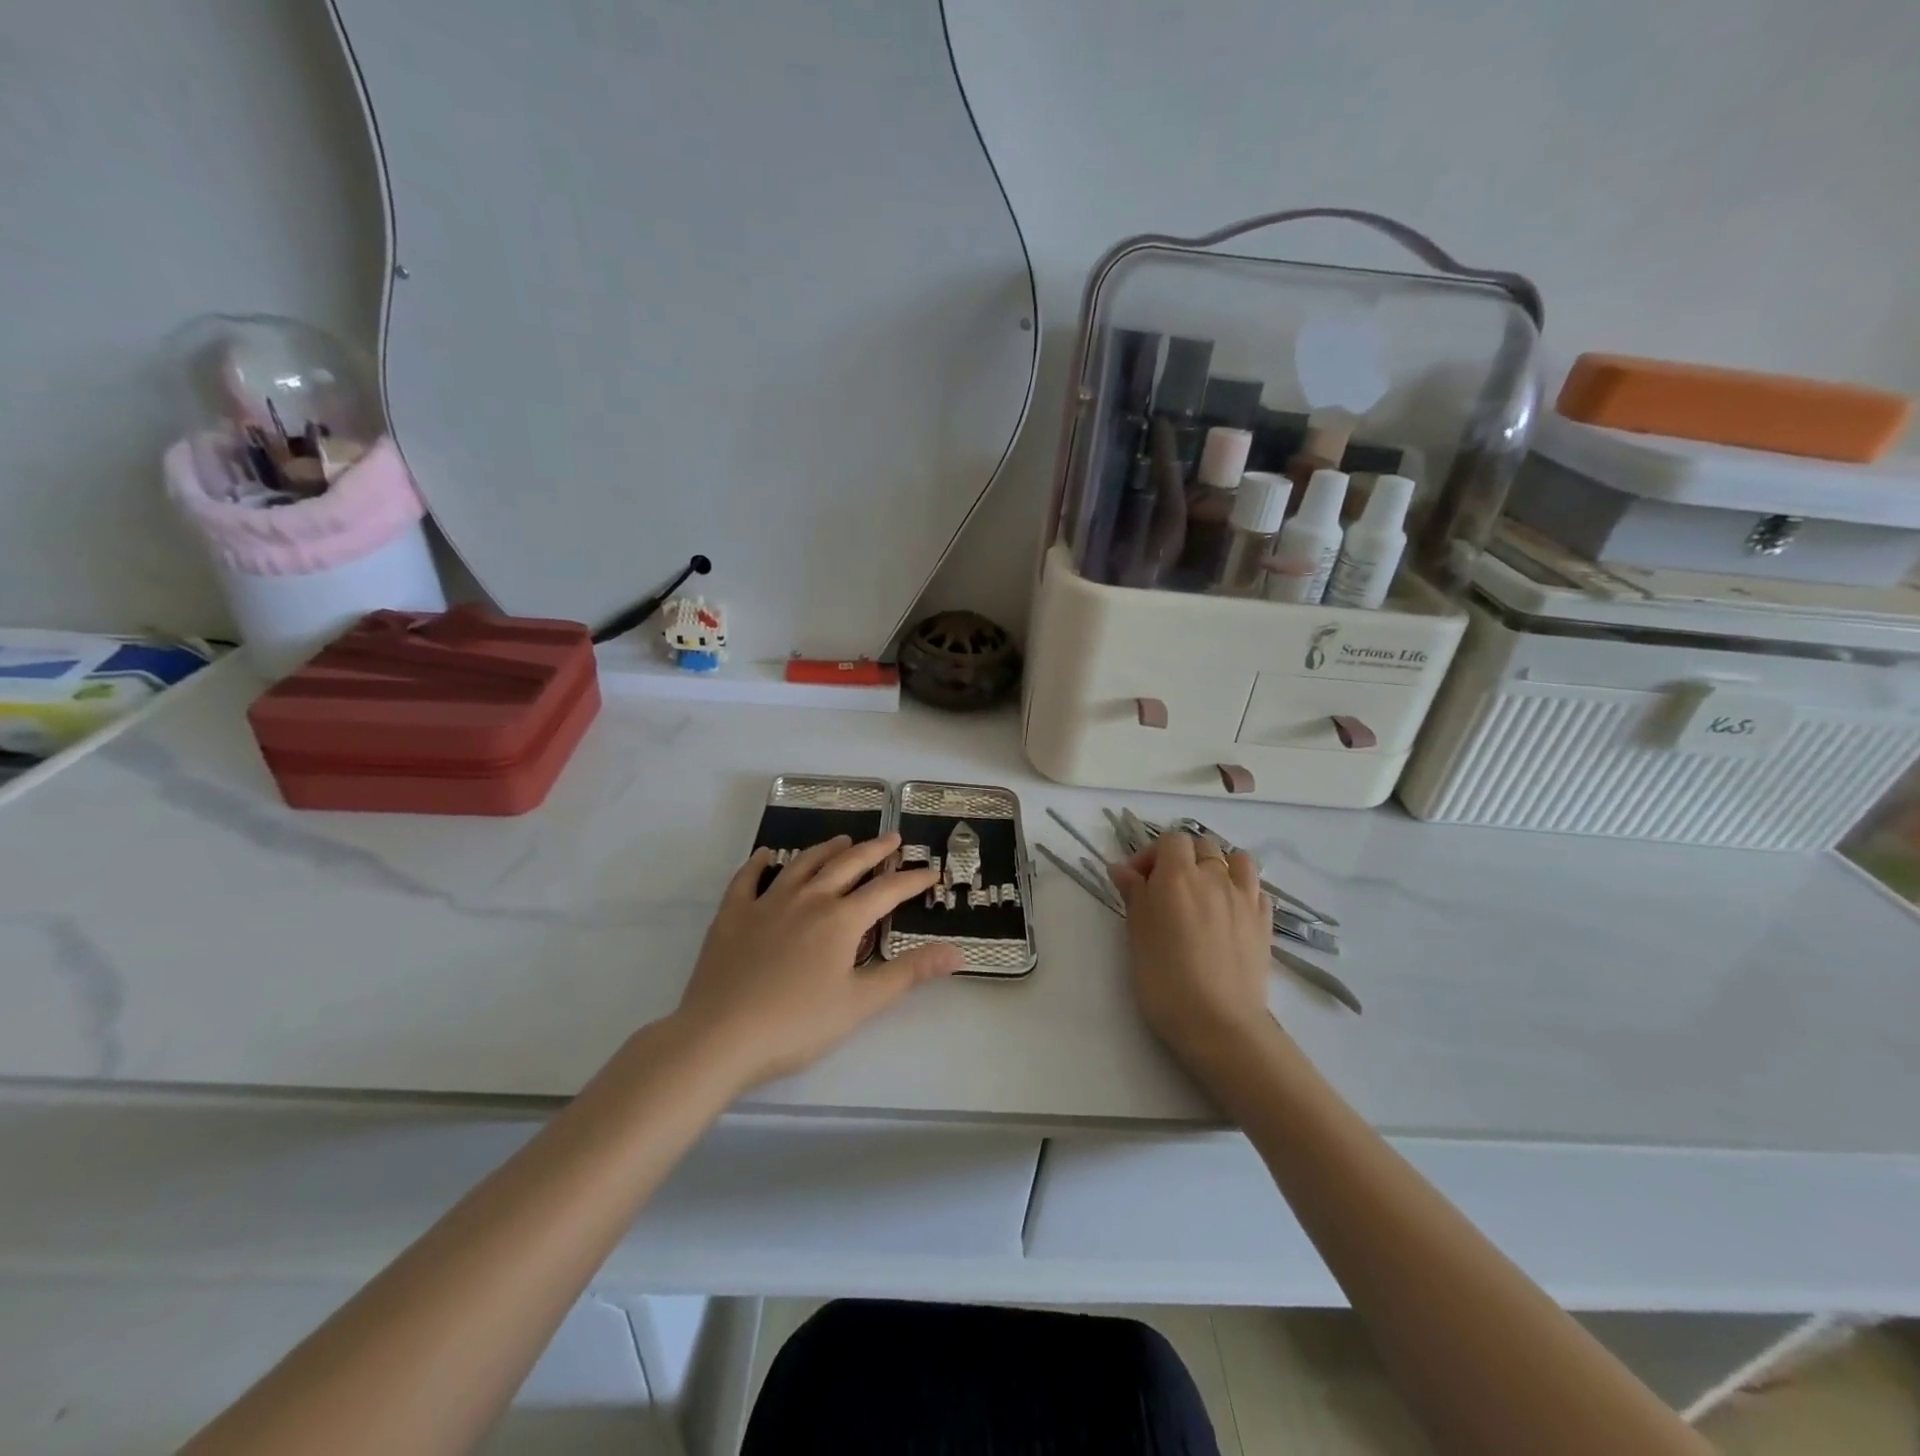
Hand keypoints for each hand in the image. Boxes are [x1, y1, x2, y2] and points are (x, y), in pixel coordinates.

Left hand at [674, 834, 961, 1091]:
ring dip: (826, 850)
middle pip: (847, 865)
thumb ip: (909, 974)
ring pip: (802, 864)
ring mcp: (766, 903)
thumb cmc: (797, 1025)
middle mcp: (808, 900)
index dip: (912, 881)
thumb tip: (957, 953)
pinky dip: (759, 862)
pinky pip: (747, 878)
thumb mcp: (861, 1004)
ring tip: (843, 840)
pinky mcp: (732, 916)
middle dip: (874, 851)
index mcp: (840, 920)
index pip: (886, 891)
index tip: (932, 872)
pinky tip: (766, 855)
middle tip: (892, 839)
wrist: (720, 1037)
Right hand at [1110, 831, 1273, 1069]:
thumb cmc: (1165, 979)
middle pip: (1202, 845)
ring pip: (1237, 860)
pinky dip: (1242, 888)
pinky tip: (1230, 910)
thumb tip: (1122, 868)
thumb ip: (1134, 894)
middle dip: (1182, 857)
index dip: (1151, 854)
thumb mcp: (1137, 934)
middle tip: (1165, 888)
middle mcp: (1214, 877)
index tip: (1136, 881)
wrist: (1218, 1023)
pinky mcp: (1264, 922)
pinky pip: (1255, 888)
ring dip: (1219, 865)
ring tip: (1204, 891)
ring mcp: (1245, 898)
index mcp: (1178, 876)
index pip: (1170, 841)